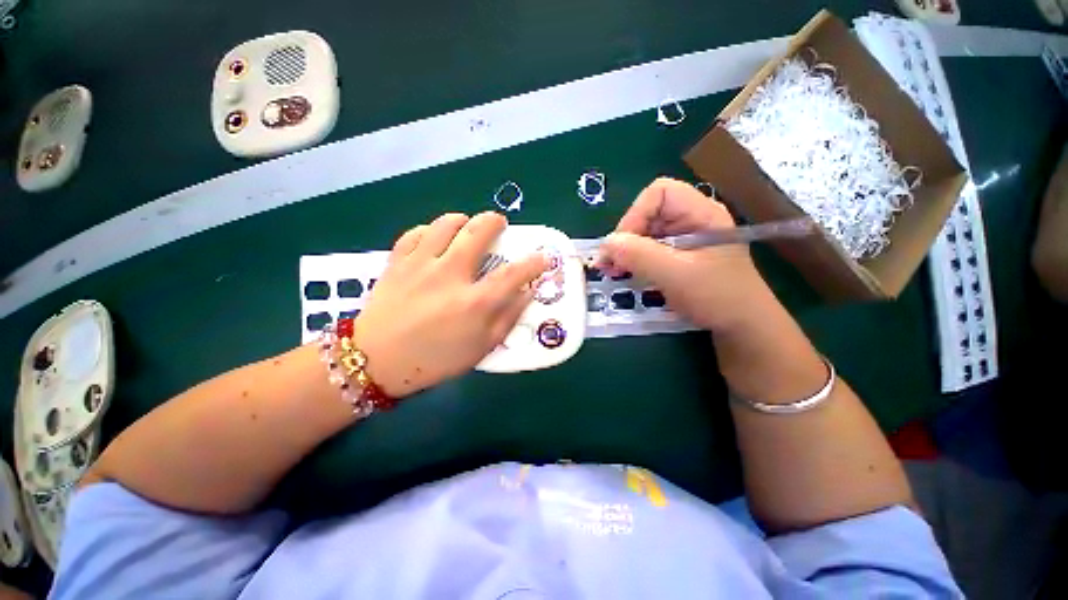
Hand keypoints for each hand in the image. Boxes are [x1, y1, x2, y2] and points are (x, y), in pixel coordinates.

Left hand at [353, 212, 546, 396]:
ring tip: (467, 227)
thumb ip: (508, 317)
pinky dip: (431, 230)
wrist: (376, 362)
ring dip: (463, 220)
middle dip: (495, 222)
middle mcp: (450, 276)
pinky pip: (417, 232)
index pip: (513, 274)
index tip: (542, 257)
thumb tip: (527, 292)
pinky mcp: (397, 262)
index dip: (533, 262)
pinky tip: (436, 238)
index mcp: (474, 303)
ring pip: (446, 224)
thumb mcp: (481, 348)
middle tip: (500, 224)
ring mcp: (421, 265)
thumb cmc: (435, 360)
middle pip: (478, 232)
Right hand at [596, 177, 772, 333]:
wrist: (742, 327)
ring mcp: (684, 239)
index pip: (659, 193)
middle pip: (647, 213)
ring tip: (612, 271)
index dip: (636, 215)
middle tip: (609, 264)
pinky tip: (624, 274)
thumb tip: (605, 244)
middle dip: (625, 237)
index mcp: (701, 213)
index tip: (622, 246)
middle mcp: (691, 220)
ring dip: (625, 251)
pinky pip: (648, 250)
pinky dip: (632, 261)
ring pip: (644, 233)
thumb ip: (639, 255)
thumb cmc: (717, 297)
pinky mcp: (677, 256)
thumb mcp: (676, 274)